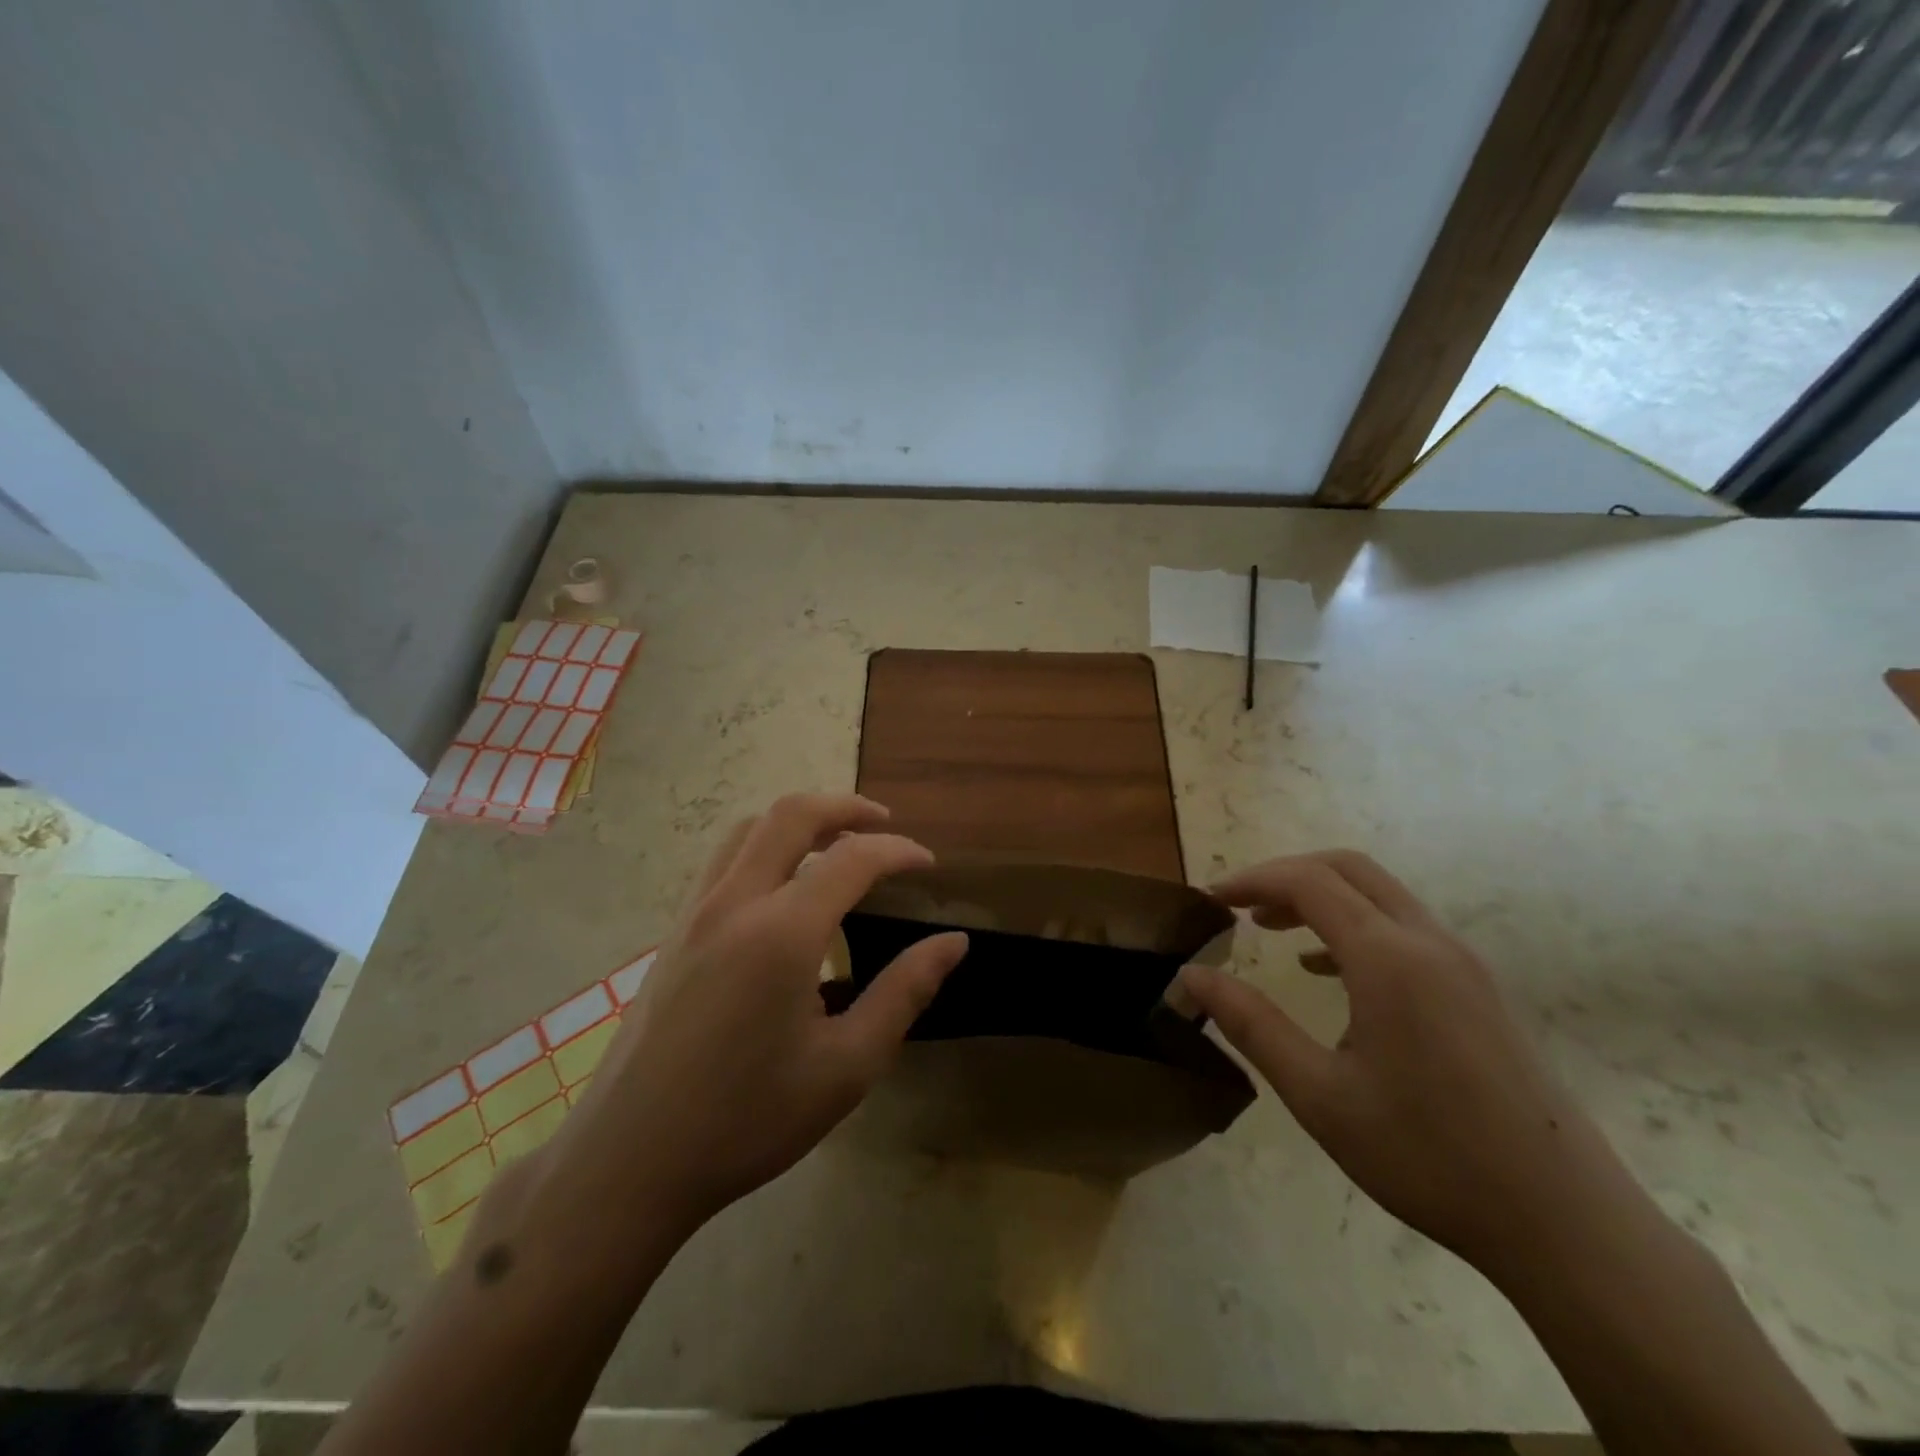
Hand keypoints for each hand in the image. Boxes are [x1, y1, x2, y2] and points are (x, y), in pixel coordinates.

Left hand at [554, 793, 966, 1239]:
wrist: (630, 1161)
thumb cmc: (748, 1120)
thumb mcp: (846, 1067)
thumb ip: (904, 993)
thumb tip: (954, 943)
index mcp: (783, 933)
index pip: (853, 858)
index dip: (899, 850)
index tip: (929, 864)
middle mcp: (735, 903)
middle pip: (791, 815)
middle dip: (846, 807)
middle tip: (886, 825)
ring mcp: (695, 912)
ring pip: (749, 829)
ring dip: (800, 821)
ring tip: (837, 844)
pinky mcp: (675, 931)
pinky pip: (724, 859)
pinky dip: (765, 845)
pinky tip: (784, 887)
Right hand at [1181, 851, 1631, 1273]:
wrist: (1566, 1223)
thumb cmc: (1428, 1157)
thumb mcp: (1319, 1095)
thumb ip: (1250, 1025)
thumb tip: (1190, 977)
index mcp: (1389, 959)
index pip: (1307, 882)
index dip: (1251, 880)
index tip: (1208, 901)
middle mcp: (1429, 942)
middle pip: (1346, 868)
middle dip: (1284, 875)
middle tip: (1237, 905)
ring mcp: (1462, 962)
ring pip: (1379, 893)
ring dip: (1319, 896)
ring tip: (1270, 928)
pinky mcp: (1478, 988)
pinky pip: (1404, 927)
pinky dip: (1353, 923)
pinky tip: (1327, 970)